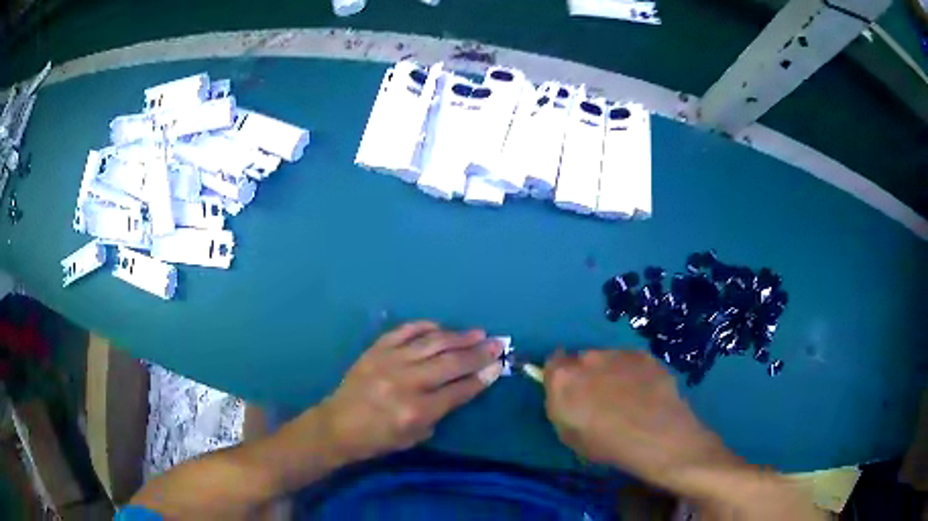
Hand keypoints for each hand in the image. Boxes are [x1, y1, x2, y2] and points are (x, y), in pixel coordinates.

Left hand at [319, 321, 503, 462]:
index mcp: (416, 411)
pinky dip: (424, 326)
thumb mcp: (414, 438)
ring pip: (432, 343)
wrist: (338, 425)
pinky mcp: (375, 349)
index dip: (482, 377)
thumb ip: (440, 413)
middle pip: (451, 362)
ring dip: (458, 336)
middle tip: (498, 343)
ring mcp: (389, 362)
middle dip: (479, 353)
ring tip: (478, 332)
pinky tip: (440, 326)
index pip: (459, 390)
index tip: (499, 365)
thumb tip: (463, 386)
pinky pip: (404, 331)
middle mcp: (406, 383)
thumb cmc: (378, 439)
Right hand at [544, 350, 737, 487]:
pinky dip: (632, 373)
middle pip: (581, 360)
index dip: (558, 376)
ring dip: (609, 372)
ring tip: (626, 397)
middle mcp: (588, 358)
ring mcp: (619, 353)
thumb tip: (564, 395)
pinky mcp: (644, 355)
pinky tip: (644, 393)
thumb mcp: (568, 435)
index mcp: (564, 378)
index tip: (567, 390)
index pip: (552, 363)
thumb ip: (560, 408)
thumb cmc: (606, 444)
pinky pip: (630, 361)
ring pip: (607, 359)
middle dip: (585, 375)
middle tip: (598, 398)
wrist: (657, 436)